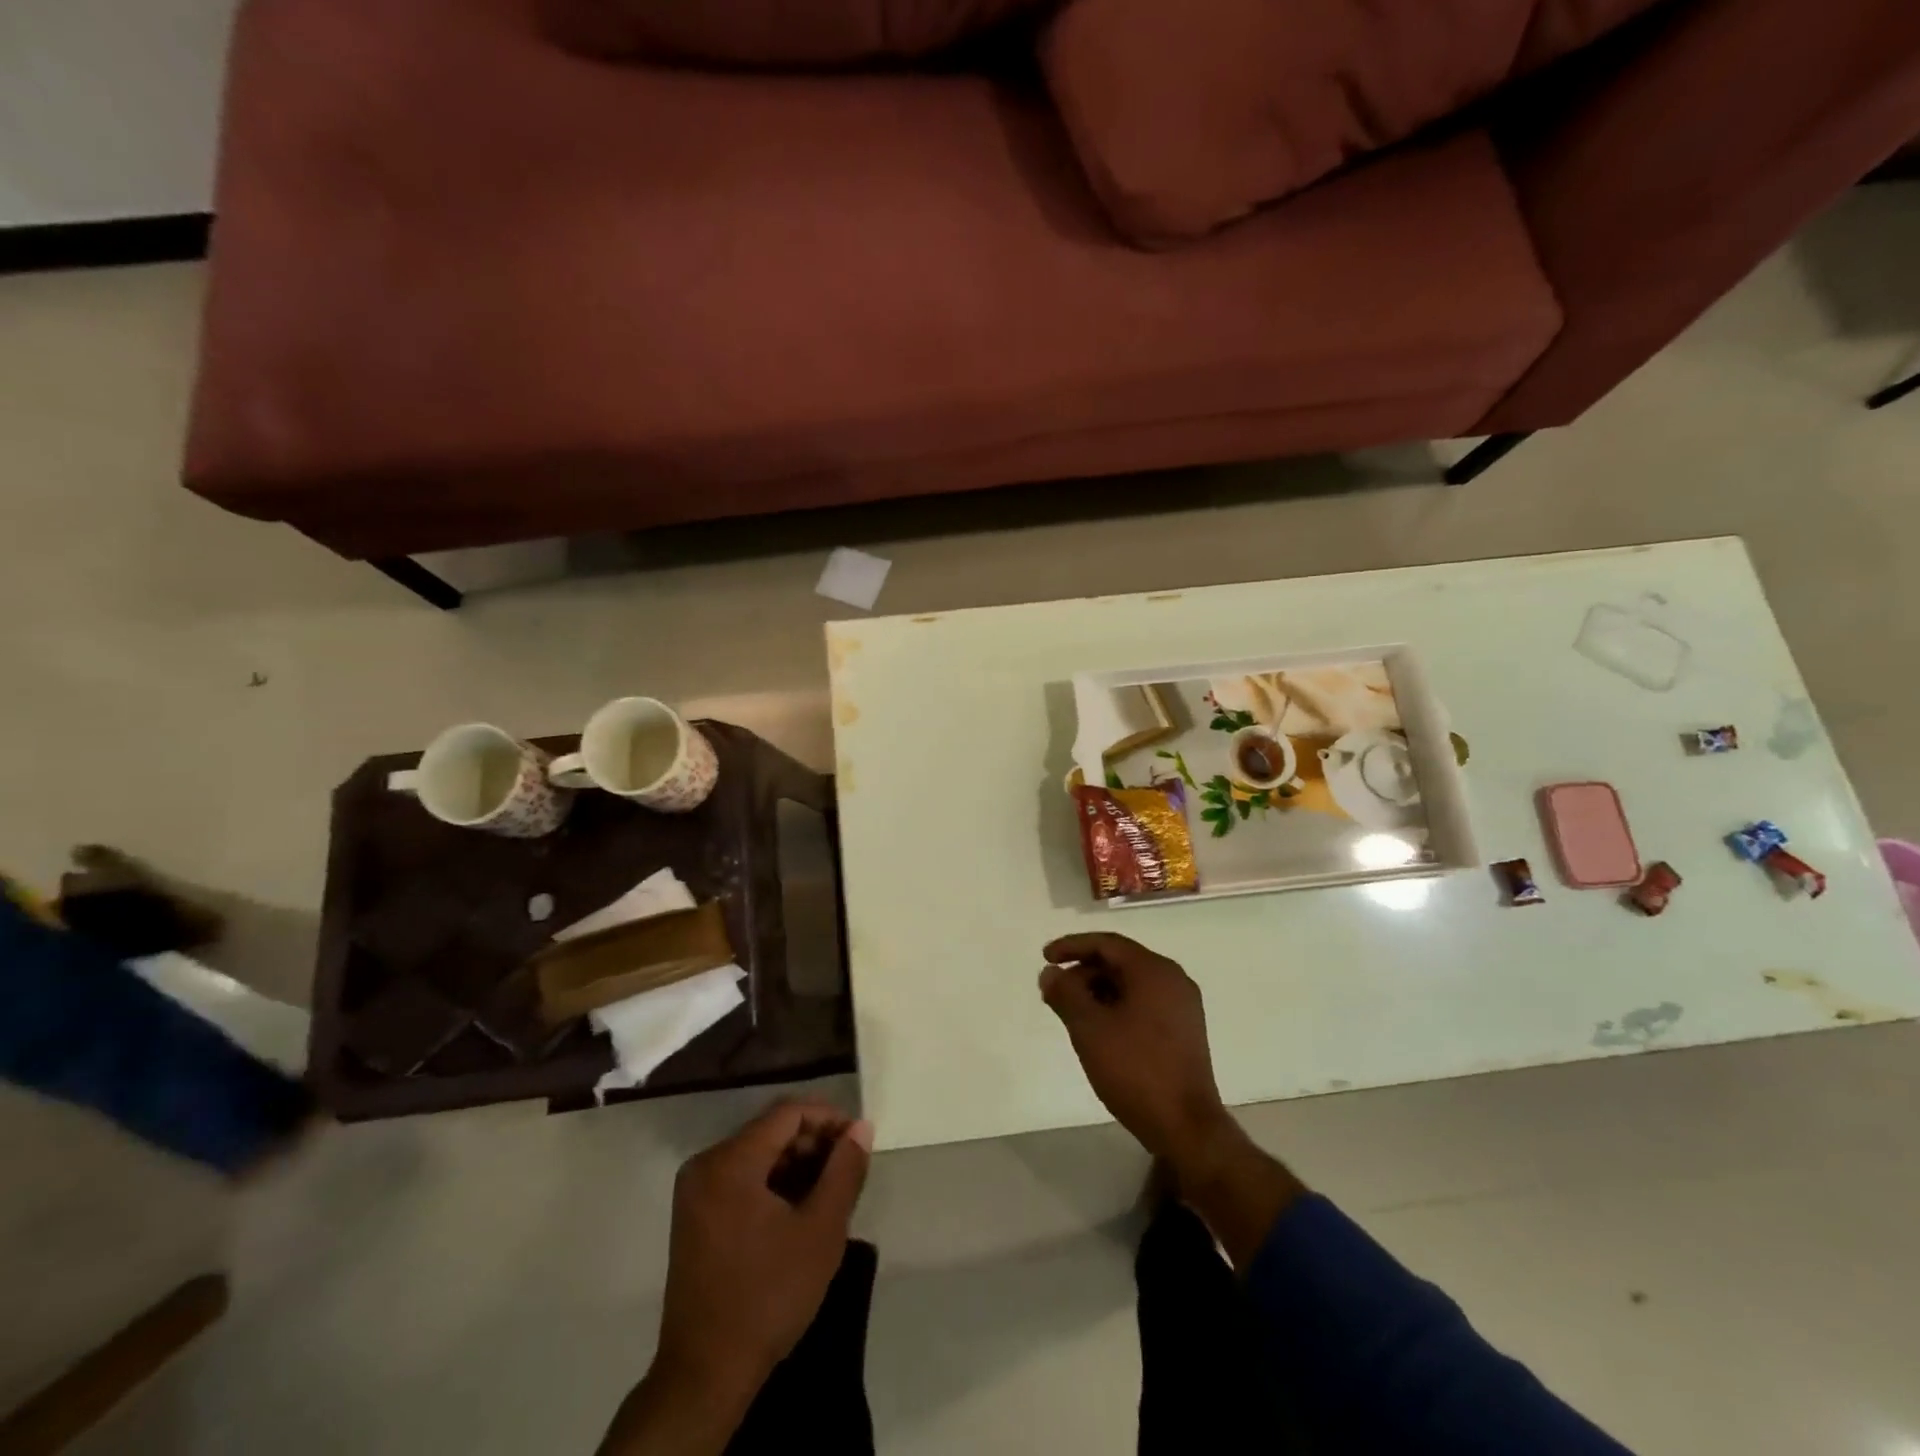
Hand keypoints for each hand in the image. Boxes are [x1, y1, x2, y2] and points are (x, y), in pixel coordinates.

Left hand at [657, 1101, 871, 1400]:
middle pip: (770, 1131)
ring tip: (830, 1190)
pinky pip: (741, 1178)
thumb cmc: (768, 1296)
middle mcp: (706, 1164)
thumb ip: (845, 1171)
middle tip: (848, 1168)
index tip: (858, 1140)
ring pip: (758, 1155)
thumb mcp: (821, 1231)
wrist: (706, 1375)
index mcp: (730, 1161)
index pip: (787, 1113)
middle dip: (813, 1142)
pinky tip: (800, 1209)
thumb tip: (861, 1128)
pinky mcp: (695, 1216)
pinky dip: (773, 1183)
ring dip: (796, 1164)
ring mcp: (696, 1191)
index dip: (828, 1118)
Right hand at [1038, 933, 1233, 1166]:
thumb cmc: (1136, 1070)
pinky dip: (1117, 1006)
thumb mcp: (1089, 1028)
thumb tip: (1050, 973)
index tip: (1045, 957)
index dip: (1072, 946)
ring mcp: (1182, 1006)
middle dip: (1083, 972)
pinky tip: (1099, 1029)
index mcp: (1154, 971)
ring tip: (1072, 1013)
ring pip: (1132, 984)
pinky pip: (1144, 1003)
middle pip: (1120, 962)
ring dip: (1098, 991)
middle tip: (1055, 992)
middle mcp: (1173, 979)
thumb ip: (1065, 994)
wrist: (1186, 1127)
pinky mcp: (1184, 1030)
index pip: (1107, 944)